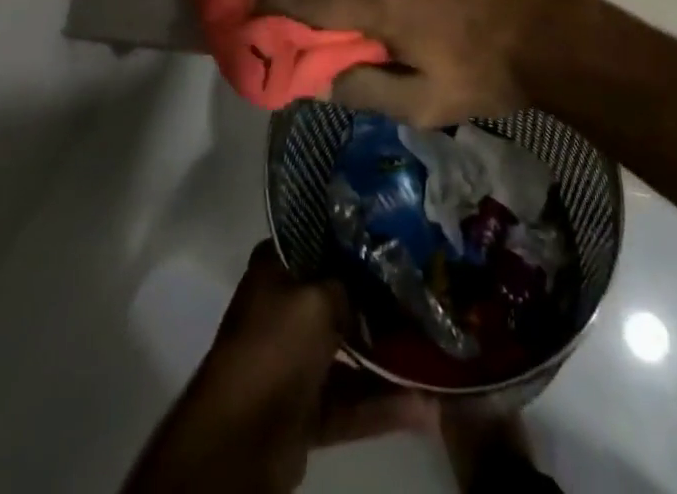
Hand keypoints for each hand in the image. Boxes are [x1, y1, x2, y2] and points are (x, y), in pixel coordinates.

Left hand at [126, 244, 432, 492]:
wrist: (241, 439)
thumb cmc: (276, 346)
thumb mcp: (318, 298)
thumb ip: (349, 284)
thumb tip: (376, 279)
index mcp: (277, 268)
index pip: (321, 240)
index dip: (356, 239)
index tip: (397, 237)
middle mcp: (285, 306)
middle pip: (340, 296)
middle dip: (380, 301)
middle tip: (426, 294)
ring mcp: (295, 358)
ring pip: (349, 351)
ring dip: (388, 358)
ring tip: (435, 354)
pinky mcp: (306, 407)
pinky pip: (350, 399)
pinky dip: (382, 404)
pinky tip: (424, 406)